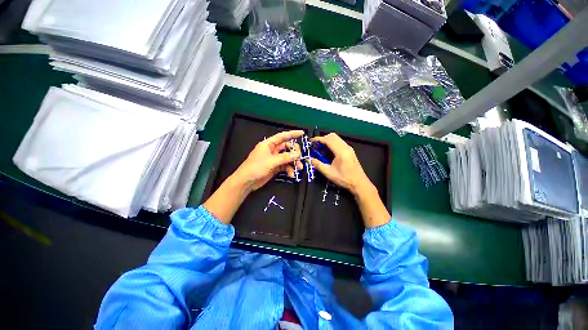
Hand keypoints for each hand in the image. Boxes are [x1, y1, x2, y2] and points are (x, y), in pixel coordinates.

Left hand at [232, 130, 304, 191]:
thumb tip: (297, 154)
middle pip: (287, 148)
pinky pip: (285, 166)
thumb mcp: (271, 161)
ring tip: (299, 167)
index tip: (302, 133)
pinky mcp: (275, 167)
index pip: (282, 136)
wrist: (246, 182)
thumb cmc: (256, 167)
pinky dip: (289, 169)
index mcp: (268, 144)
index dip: (292, 134)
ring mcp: (274, 159)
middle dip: (294, 152)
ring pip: (287, 157)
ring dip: (294, 162)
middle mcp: (272, 150)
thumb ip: (285, 157)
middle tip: (300, 157)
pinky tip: (292, 174)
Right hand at [310, 133, 371, 195]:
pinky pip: (339, 143)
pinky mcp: (350, 151)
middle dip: (323, 139)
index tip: (311, 141)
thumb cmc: (344, 179)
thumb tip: (309, 160)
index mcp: (341, 151)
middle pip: (333, 136)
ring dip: (328, 141)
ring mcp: (349, 148)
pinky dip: (332, 144)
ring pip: (337, 139)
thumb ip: (318, 165)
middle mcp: (346, 147)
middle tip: (316, 146)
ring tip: (321, 150)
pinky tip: (329, 153)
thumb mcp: (329, 173)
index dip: (318, 139)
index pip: (328, 140)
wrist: (359, 183)